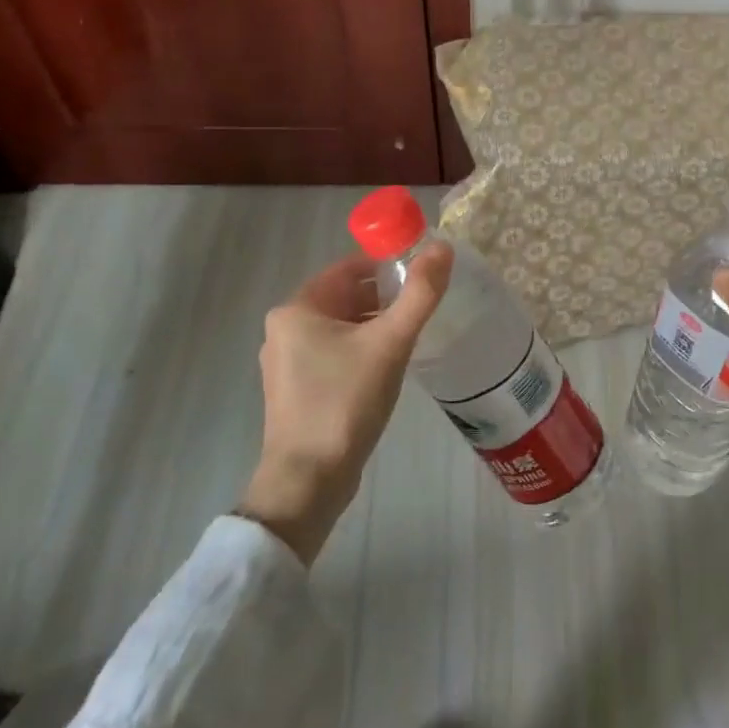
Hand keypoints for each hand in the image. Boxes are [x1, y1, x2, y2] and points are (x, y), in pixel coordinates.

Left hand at [240, 244, 452, 563]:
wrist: (309, 480)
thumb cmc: (345, 402)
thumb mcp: (390, 343)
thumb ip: (420, 294)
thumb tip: (443, 247)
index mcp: (297, 309)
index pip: (349, 267)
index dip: (388, 264)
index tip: (424, 273)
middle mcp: (285, 329)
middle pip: (346, 296)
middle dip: (386, 297)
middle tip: (425, 306)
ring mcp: (288, 362)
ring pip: (343, 326)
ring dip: (377, 325)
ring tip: (414, 335)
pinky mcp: (298, 389)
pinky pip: (336, 353)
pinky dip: (363, 349)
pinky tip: (390, 366)